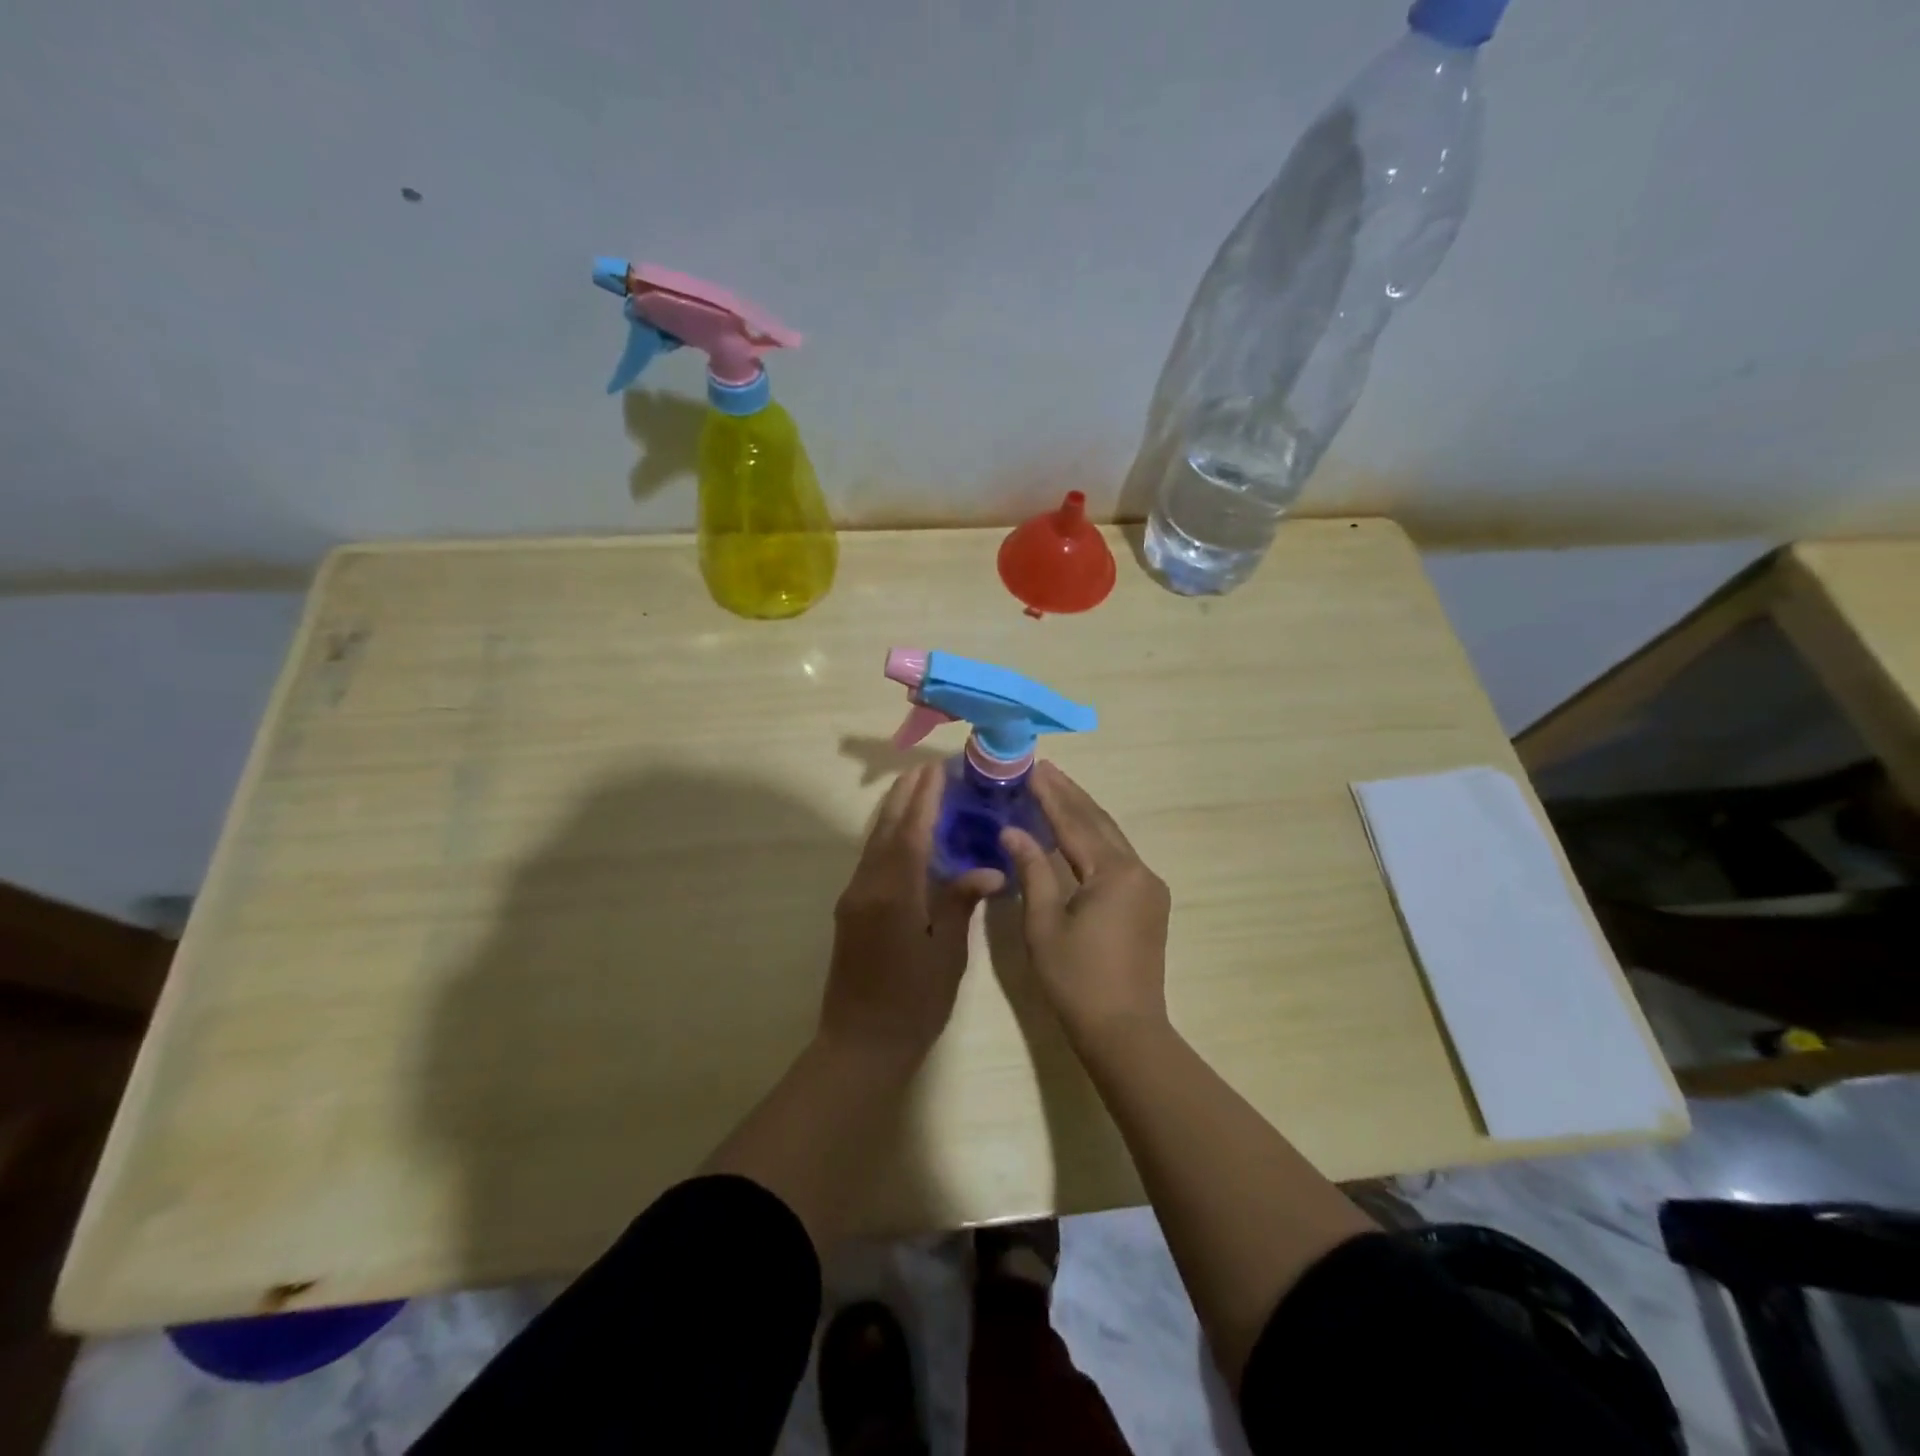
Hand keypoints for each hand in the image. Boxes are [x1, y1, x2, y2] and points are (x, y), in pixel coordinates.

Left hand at [819, 764, 1002, 1067]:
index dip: (924, 799)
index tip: (936, 769)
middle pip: (886, 829)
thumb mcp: (947, 954)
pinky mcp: (850, 910)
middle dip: (905, 796)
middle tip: (926, 768)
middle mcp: (867, 886)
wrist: (860, 1044)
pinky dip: (887, 837)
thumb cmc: (913, 1003)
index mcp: (894, 893)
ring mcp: (853, 898)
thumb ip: (959, 904)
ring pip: (874, 843)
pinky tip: (901, 834)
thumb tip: (986, 869)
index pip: (910, 832)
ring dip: (893, 813)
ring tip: (914, 789)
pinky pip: (870, 860)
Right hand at [1000, 762, 1171, 1047]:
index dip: (1050, 795)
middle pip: (1099, 822)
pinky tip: (1076, 832)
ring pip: (1111, 838)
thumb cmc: (1076, 979)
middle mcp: (1138, 871)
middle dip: (1070, 795)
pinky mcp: (1149, 903)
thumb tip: (1013, 831)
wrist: (1124, 1030)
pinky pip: (1118, 858)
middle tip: (1044, 769)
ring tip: (1057, 790)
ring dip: (1083, 814)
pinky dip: (1094, 839)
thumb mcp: (1043, 924)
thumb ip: (1032, 871)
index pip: (1075, 823)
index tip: (1032, 768)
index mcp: (1114, 873)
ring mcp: (1148, 887)